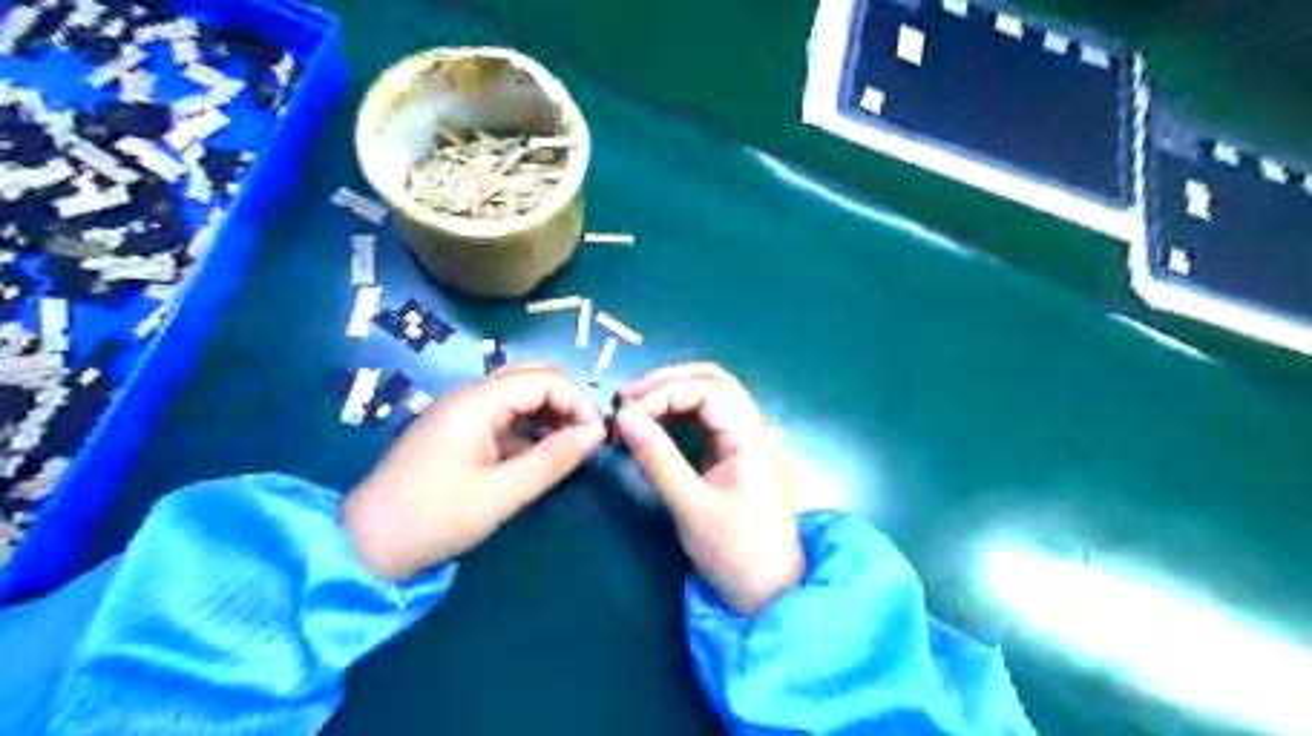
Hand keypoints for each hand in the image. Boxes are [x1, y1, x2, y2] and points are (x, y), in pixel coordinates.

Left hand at [335, 366, 603, 578]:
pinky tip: (542, 453)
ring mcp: (461, 411)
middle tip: (587, 435)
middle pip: (531, 376)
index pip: (543, 379)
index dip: (577, 401)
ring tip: (571, 444)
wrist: (365, 546)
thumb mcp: (502, 493)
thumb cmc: (435, 517)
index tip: (597, 436)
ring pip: (519, 394)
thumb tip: (598, 433)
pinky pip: (505, 415)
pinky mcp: (458, 430)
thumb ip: (553, 459)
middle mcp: (469, 395)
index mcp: (476, 402)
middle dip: (567, 400)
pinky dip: (531, 427)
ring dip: (550, 412)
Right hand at [619, 361, 811, 615]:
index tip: (626, 414)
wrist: (769, 594)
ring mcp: (751, 438)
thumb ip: (657, 458)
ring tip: (634, 410)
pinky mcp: (741, 453)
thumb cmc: (734, 552)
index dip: (662, 393)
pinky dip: (681, 414)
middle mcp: (756, 427)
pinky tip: (656, 425)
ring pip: (712, 395)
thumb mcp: (690, 506)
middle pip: (713, 381)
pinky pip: (710, 419)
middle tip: (626, 398)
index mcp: (753, 436)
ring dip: (673, 395)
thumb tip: (623, 417)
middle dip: (667, 383)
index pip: (706, 390)